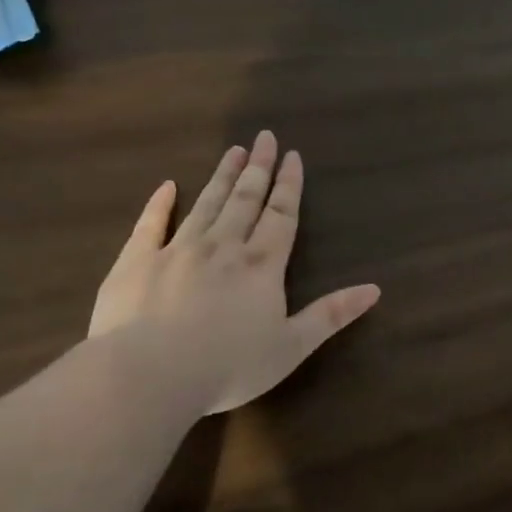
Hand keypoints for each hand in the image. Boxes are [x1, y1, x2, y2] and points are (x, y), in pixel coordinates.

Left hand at [89, 130, 381, 413]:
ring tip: (233, 151)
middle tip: (264, 137)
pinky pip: (150, 224)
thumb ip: (331, 314)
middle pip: (245, 200)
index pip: (281, 216)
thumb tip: (375, 289)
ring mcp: (177, 250)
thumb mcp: (292, 346)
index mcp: (261, 265)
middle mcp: (223, 247)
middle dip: (258, 168)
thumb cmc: (228, 365)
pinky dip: (160, 203)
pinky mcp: (137, 262)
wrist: (148, 374)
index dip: (289, 185)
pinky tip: (168, 186)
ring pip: (206, 204)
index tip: (292, 155)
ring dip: (222, 177)